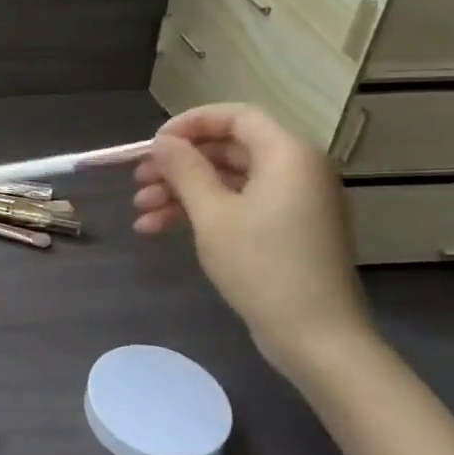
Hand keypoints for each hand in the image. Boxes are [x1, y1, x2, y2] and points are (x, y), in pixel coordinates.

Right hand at [132, 103, 374, 375]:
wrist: (316, 337)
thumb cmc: (263, 266)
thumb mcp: (212, 214)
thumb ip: (185, 170)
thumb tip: (163, 142)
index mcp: (287, 154)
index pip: (235, 116)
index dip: (189, 124)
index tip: (152, 145)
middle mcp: (296, 170)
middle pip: (228, 150)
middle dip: (178, 166)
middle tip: (137, 182)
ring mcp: (293, 202)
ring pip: (228, 181)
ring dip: (182, 192)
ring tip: (140, 212)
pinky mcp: (287, 230)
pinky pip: (240, 205)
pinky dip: (202, 213)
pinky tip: (159, 229)